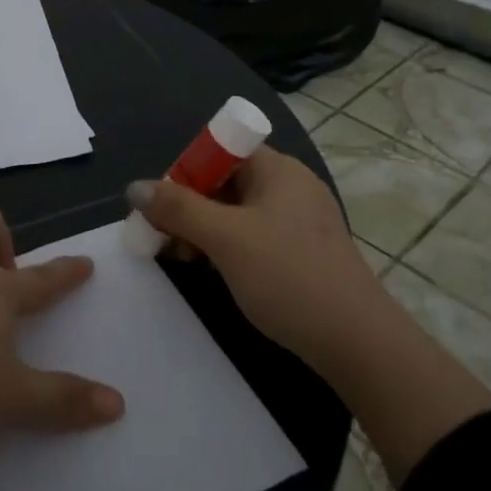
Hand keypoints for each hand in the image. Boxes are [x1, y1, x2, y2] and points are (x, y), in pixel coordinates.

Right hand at [128, 146, 384, 367]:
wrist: (355, 340)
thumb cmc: (288, 276)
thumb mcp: (225, 238)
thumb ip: (178, 209)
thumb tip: (135, 187)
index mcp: (277, 169)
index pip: (221, 149)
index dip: (186, 170)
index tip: (162, 205)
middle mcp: (290, 186)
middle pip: (225, 180)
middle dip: (189, 205)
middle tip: (163, 238)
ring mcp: (299, 220)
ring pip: (237, 211)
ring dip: (204, 229)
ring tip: (181, 259)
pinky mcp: (302, 251)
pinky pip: (254, 235)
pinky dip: (227, 246)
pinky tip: (213, 270)